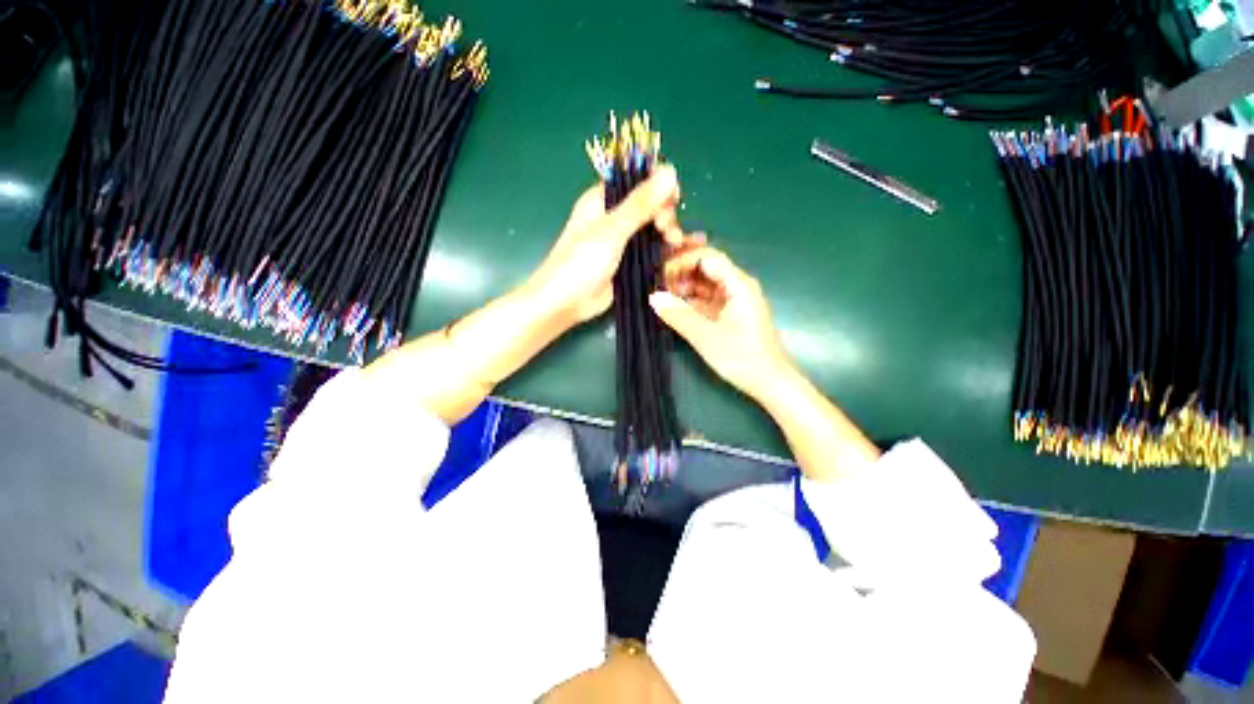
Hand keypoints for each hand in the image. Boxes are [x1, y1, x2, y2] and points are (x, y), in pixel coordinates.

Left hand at [526, 164, 688, 326]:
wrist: (566, 303)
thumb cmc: (581, 262)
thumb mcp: (611, 230)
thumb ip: (640, 204)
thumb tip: (671, 172)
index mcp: (603, 200)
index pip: (637, 181)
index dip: (658, 186)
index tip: (673, 198)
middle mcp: (614, 217)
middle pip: (649, 205)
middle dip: (664, 213)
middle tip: (667, 230)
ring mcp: (622, 242)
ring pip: (652, 229)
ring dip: (666, 233)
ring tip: (674, 243)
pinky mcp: (629, 263)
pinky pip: (650, 251)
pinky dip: (662, 251)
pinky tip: (674, 255)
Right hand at [649, 246, 792, 399]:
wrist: (769, 382)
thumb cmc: (741, 357)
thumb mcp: (706, 336)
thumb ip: (678, 315)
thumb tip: (653, 297)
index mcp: (738, 284)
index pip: (707, 257)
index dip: (682, 261)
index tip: (661, 274)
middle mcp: (737, 286)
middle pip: (706, 268)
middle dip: (681, 272)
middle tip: (658, 284)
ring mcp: (734, 300)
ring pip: (705, 284)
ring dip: (684, 286)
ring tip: (663, 295)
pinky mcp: (730, 313)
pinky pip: (707, 299)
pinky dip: (691, 301)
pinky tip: (675, 307)